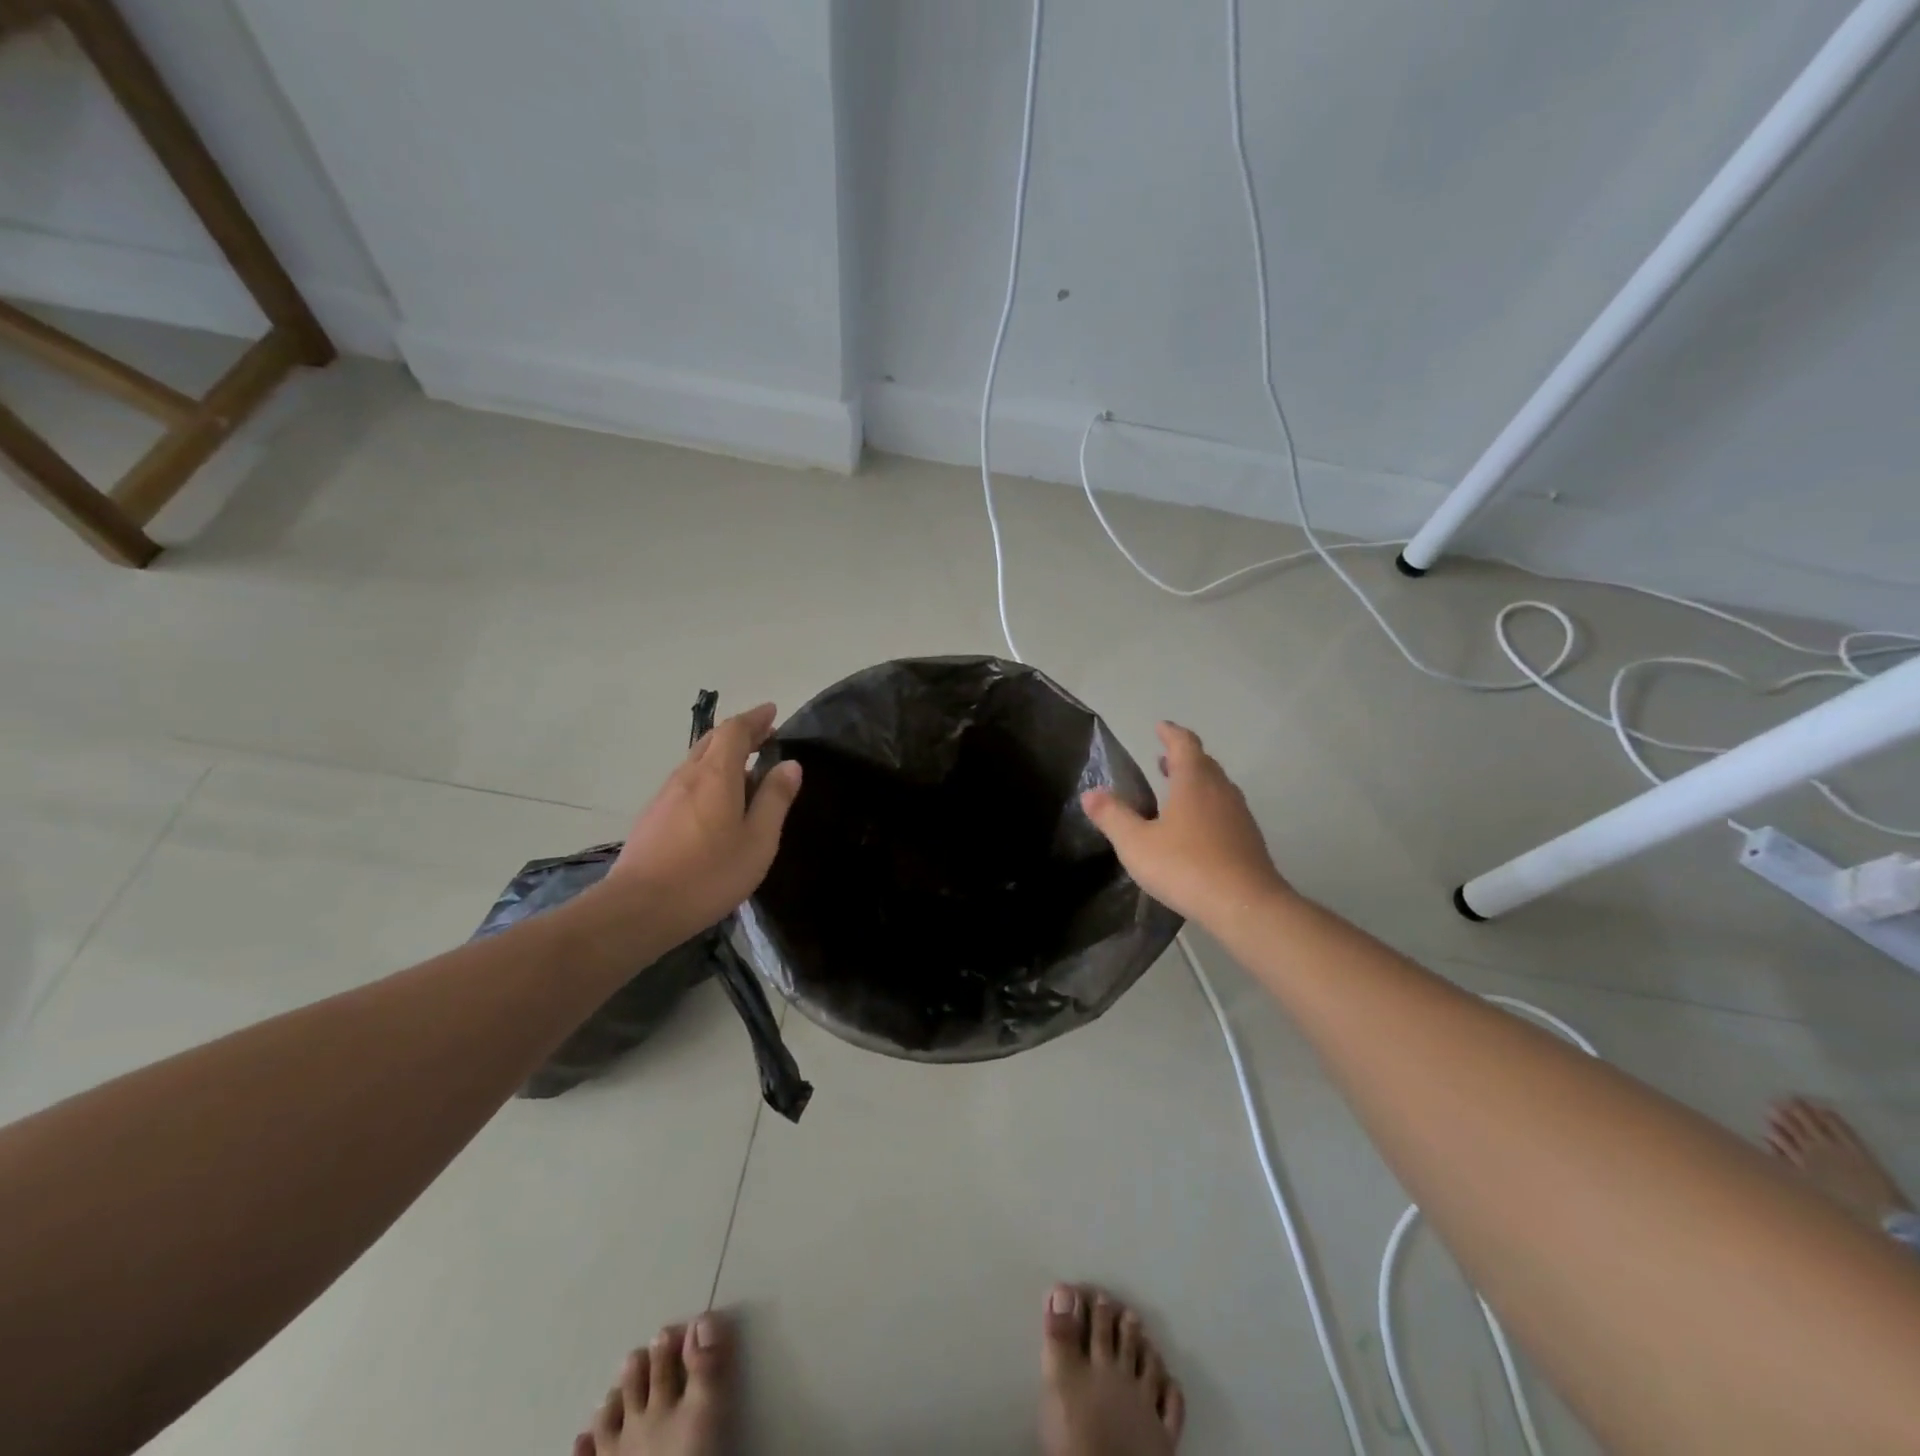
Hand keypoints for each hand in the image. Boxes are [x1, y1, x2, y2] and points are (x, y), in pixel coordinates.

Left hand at [604, 703, 802, 936]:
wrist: (640, 908)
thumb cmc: (709, 874)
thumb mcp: (758, 840)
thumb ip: (775, 799)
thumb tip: (790, 764)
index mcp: (716, 775)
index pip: (735, 730)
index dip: (755, 718)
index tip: (772, 712)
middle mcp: (687, 776)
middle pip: (712, 740)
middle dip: (740, 732)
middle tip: (764, 735)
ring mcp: (665, 796)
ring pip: (697, 761)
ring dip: (723, 755)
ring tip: (746, 767)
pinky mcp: (653, 817)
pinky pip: (686, 782)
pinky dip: (708, 776)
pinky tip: (716, 801)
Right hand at [1081, 721, 1289, 929]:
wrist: (1245, 906)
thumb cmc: (1185, 866)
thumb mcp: (1136, 843)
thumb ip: (1112, 816)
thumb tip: (1090, 793)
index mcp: (1194, 781)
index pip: (1184, 744)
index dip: (1171, 733)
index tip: (1160, 727)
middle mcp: (1220, 790)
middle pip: (1204, 763)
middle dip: (1183, 757)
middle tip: (1163, 759)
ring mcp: (1239, 815)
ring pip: (1217, 787)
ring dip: (1197, 782)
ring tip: (1176, 791)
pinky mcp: (1249, 840)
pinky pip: (1225, 811)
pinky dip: (1208, 807)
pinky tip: (1196, 829)